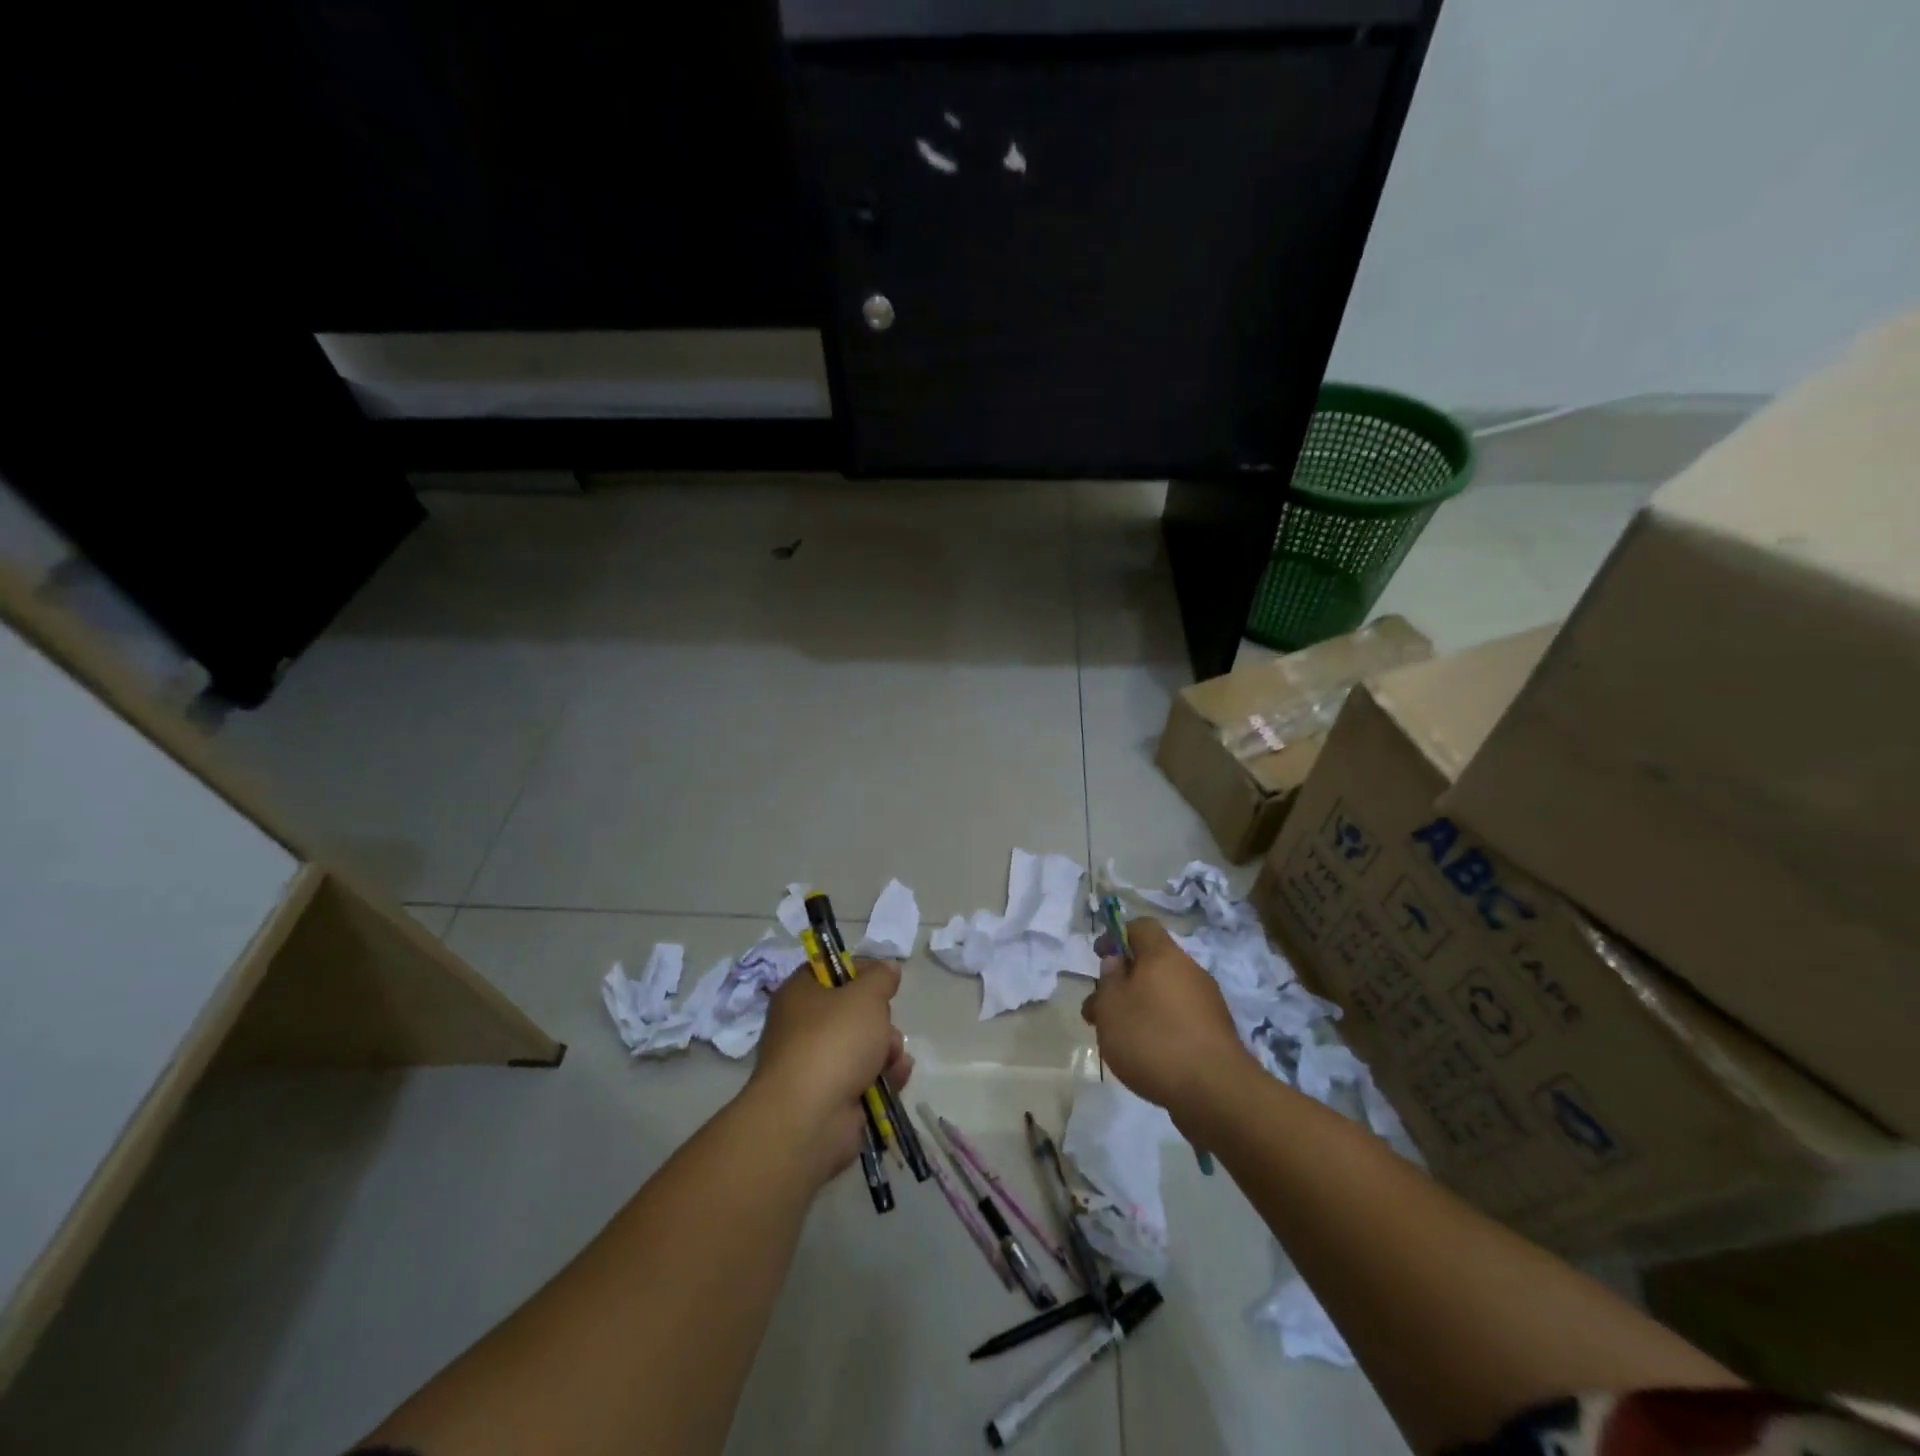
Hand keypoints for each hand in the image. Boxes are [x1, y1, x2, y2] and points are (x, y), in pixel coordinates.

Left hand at [749, 959, 912, 1186]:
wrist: (810, 1118)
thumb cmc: (834, 1041)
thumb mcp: (866, 996)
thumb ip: (880, 978)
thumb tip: (886, 968)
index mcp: (799, 994)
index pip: (830, 970)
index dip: (859, 970)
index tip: (884, 979)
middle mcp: (802, 1027)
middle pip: (851, 1011)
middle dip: (879, 1019)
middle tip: (885, 1026)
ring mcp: (815, 1065)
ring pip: (862, 1046)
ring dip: (886, 1049)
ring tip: (892, 1059)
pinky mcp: (831, 1098)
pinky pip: (864, 1078)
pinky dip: (883, 1077)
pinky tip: (896, 1078)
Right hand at [1081, 918, 1251, 1128]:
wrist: (1215, 1091)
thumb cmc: (1153, 1038)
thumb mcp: (1112, 1006)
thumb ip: (1109, 980)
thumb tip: (1116, 962)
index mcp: (1164, 955)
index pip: (1141, 926)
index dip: (1116, 936)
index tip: (1099, 958)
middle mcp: (1189, 971)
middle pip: (1151, 964)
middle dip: (1123, 983)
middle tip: (1100, 1011)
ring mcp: (1207, 1003)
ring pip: (1163, 995)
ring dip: (1139, 1009)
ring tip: (1117, 1040)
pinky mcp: (1215, 1034)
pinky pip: (1179, 1020)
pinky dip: (1160, 1029)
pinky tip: (1146, 1057)